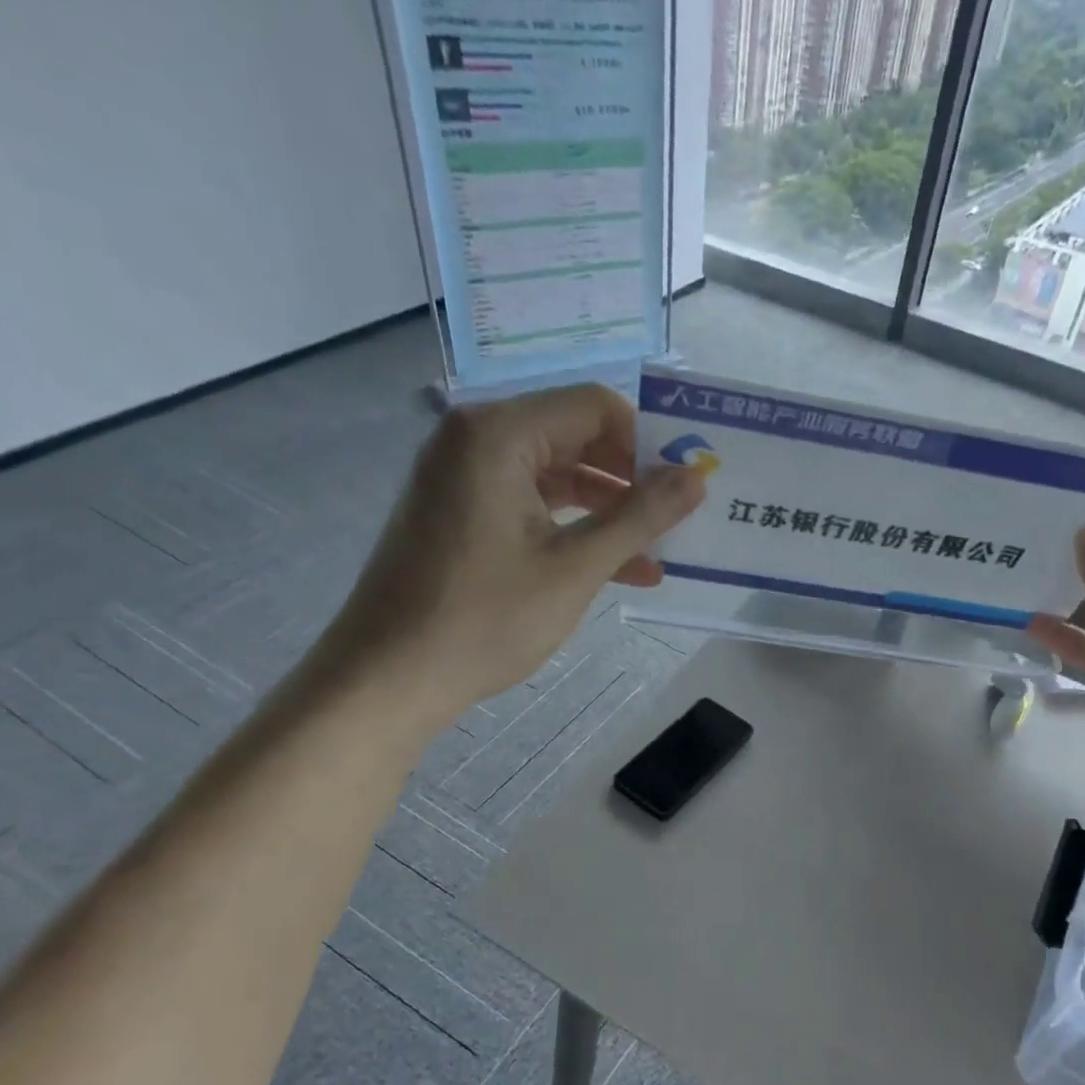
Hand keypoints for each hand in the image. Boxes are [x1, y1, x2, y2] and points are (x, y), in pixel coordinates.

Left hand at [315, 384, 703, 737]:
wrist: (388, 678)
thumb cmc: (485, 618)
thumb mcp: (576, 567)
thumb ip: (640, 516)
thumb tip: (697, 477)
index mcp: (498, 434)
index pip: (594, 406)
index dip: (646, 441)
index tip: (683, 485)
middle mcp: (476, 440)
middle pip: (576, 436)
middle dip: (631, 478)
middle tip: (678, 518)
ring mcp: (464, 478)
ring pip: (557, 475)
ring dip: (609, 510)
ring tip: (659, 552)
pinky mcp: (461, 514)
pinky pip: (532, 505)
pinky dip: (574, 529)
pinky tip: (619, 569)